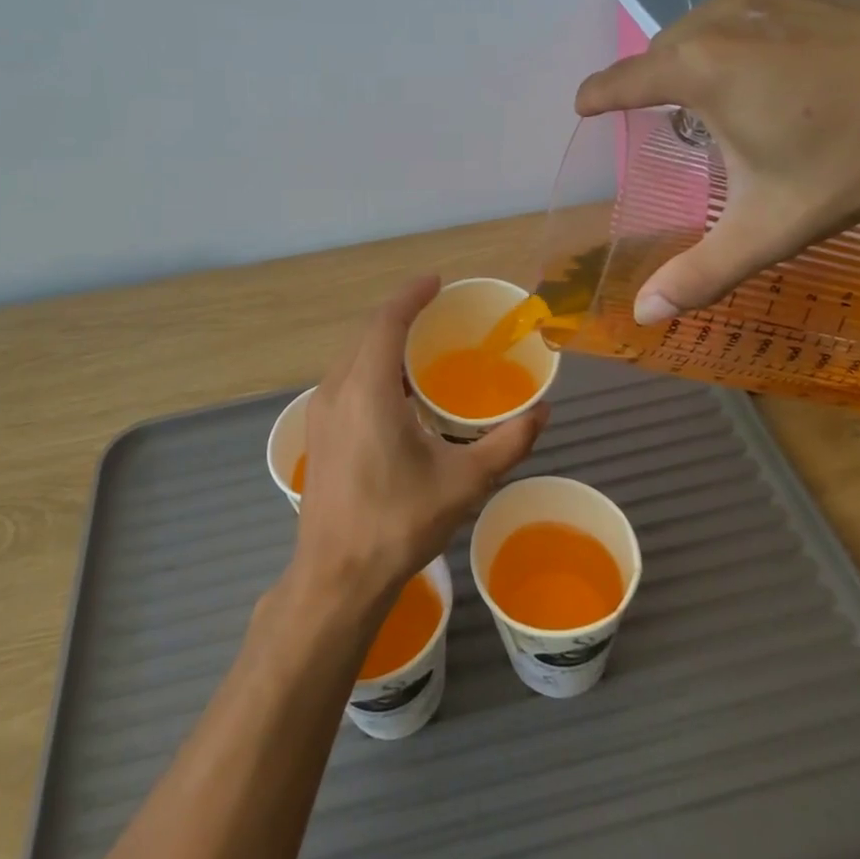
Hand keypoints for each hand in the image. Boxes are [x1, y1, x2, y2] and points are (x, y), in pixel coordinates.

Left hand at [292, 277, 547, 606]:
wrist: (336, 577)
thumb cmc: (399, 523)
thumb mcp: (464, 483)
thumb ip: (508, 443)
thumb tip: (542, 412)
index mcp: (368, 389)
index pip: (387, 321)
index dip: (411, 295)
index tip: (437, 282)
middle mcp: (336, 389)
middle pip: (367, 333)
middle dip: (400, 315)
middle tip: (438, 312)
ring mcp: (320, 410)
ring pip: (352, 356)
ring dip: (383, 342)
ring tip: (421, 348)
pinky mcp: (317, 431)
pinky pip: (345, 379)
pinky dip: (371, 367)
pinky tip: (397, 392)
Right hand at [575, 0, 859, 321]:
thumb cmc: (853, 159)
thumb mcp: (769, 227)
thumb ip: (701, 273)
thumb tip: (643, 317)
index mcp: (697, 68)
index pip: (619, 81)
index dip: (596, 98)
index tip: (584, 107)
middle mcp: (717, 18)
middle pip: (660, 54)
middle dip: (654, 86)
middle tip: (679, 126)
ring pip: (701, 27)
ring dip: (696, 59)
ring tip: (724, 97)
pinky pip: (743, 11)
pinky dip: (736, 38)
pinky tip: (775, 66)